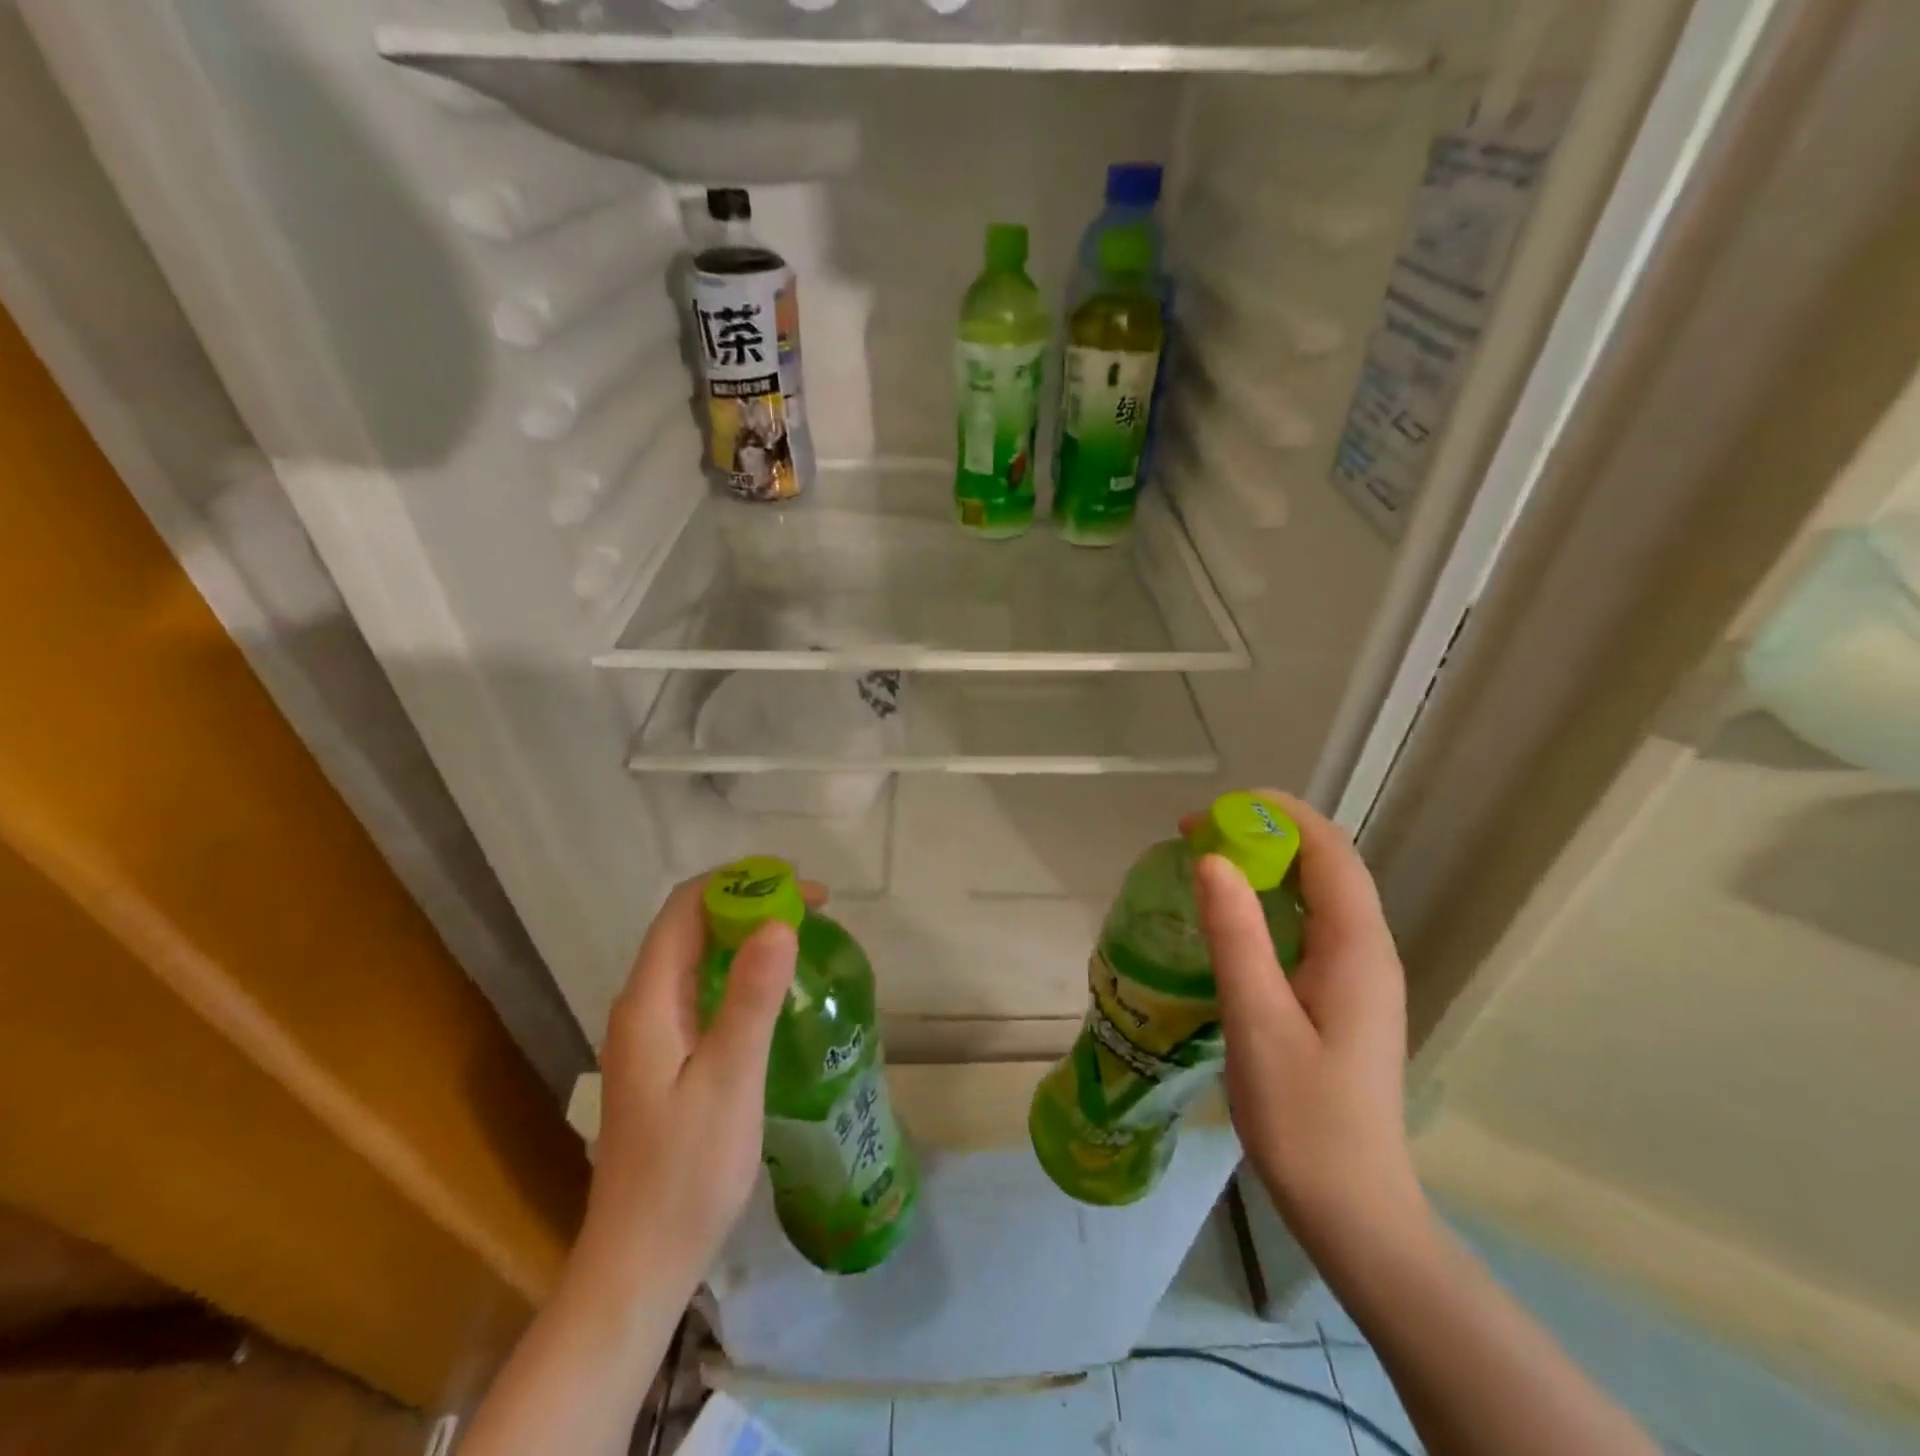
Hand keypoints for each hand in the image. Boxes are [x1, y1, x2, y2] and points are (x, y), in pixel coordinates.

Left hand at [573, 874, 821, 1292]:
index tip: (800, 888)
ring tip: (802, 937)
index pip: (686, 907)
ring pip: (697, 957)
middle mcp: (642, 1006)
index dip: (740, 882)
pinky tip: (774, 990)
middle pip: (691, 926)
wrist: (639, 1266)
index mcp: (648, 1001)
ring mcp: (651, 1033)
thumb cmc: (686, 1175)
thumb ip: (750, 999)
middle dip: (749, 902)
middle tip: (814, 910)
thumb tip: (778, 922)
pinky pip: (702, 989)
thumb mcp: (729, 1081)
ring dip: (746, 934)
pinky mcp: (665, 1058)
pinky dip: (739, 970)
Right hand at [1190, 791, 1428, 1259]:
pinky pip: (1309, 924)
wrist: (1352, 1209)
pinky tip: (1231, 919)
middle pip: (1325, 864)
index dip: (1274, 815)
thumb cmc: (1304, 1118)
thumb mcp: (1259, 1022)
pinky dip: (1269, 901)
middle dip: (1265, 833)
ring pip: (1317, 893)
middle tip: (1197, 836)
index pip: (1327, 850)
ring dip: (1266, 865)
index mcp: (1357, 948)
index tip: (1211, 814)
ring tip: (1206, 863)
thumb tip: (1212, 859)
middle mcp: (1367, 950)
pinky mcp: (1342, 996)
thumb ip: (1237, 936)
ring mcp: (1358, 974)